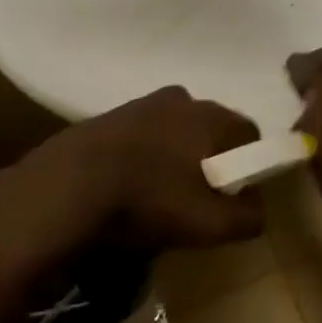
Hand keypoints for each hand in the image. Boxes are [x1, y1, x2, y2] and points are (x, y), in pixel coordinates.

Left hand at [13, 86, 264, 254]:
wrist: (64, 188)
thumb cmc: (149, 200)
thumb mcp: (210, 224)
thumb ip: (248, 217)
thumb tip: (258, 209)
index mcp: (210, 114)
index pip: (250, 134)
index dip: (249, 168)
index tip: (234, 198)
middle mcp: (181, 98)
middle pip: (210, 131)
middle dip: (209, 161)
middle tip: (197, 200)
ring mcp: (139, 104)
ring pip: (173, 131)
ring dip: (173, 158)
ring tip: (158, 196)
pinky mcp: (106, 117)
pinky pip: (140, 137)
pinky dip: (142, 158)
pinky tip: (128, 188)